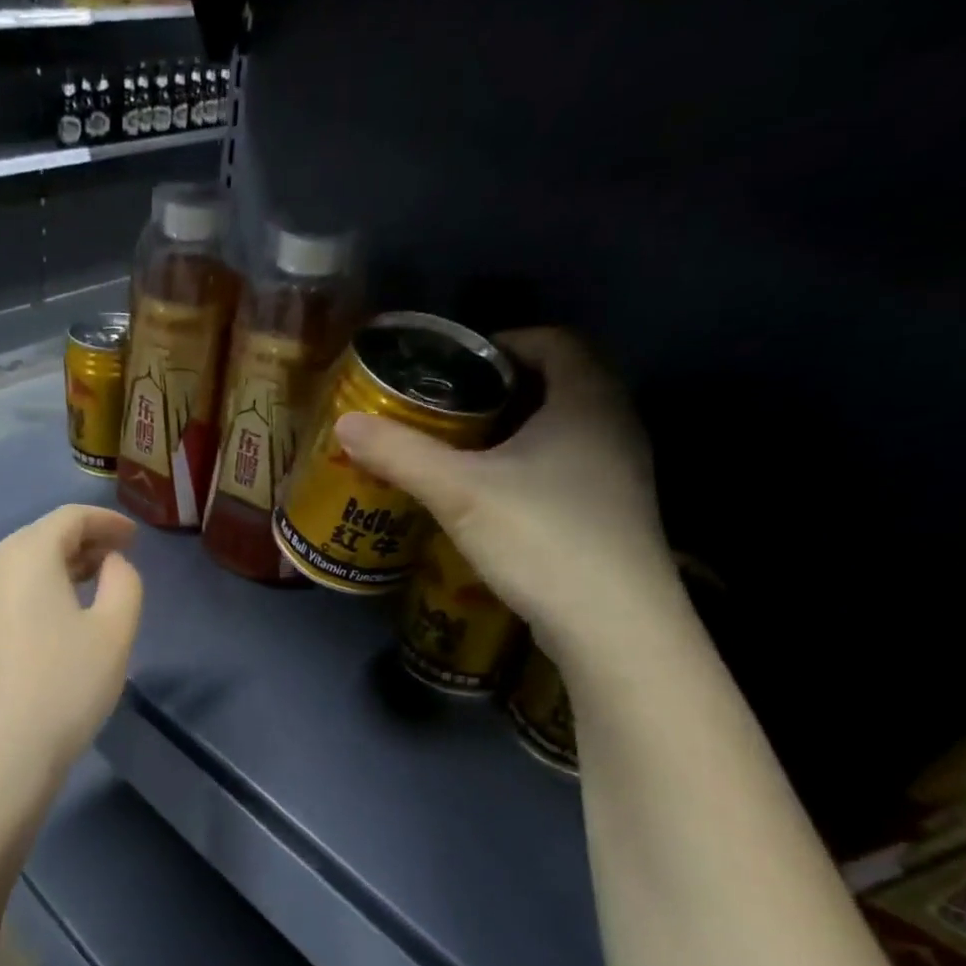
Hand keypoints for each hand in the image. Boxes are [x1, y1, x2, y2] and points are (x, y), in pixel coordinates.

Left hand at [0, 505, 143, 786]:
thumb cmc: (62, 688)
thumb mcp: (114, 632)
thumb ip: (124, 582)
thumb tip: (111, 562)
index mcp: (26, 556)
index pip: (69, 518)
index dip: (106, 520)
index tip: (134, 536)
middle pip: (40, 538)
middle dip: (83, 543)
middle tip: (117, 559)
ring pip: (20, 567)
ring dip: (58, 568)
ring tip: (90, 586)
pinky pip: (4, 594)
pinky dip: (34, 592)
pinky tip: (53, 621)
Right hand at [334, 327, 679, 661]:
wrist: (613, 625)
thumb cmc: (542, 537)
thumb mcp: (458, 492)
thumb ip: (401, 454)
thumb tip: (345, 424)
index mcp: (587, 399)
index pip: (552, 340)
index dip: (501, 343)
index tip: (452, 366)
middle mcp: (614, 425)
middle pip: (555, 384)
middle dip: (497, 391)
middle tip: (443, 410)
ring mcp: (619, 472)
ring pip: (561, 430)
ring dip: (512, 432)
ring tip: (457, 452)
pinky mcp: (611, 513)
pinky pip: (565, 467)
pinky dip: (527, 467)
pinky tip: (489, 497)